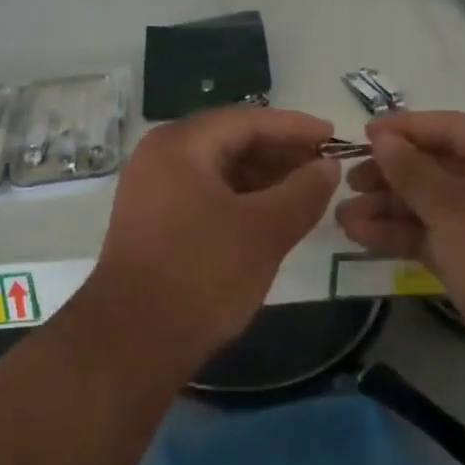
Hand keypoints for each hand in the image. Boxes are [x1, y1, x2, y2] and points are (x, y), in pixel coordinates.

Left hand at [91, 106, 337, 365]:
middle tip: (324, 166)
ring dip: (263, 177)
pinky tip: (270, 215)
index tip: (334, 137)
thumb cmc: (201, 275)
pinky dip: (241, 198)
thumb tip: (327, 167)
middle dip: (280, 152)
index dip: (295, 128)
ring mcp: (152, 190)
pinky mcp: (153, 222)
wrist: (131, 344)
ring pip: (218, 169)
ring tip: (305, 191)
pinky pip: (205, 194)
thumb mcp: (264, 231)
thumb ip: (303, 192)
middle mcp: (160, 157)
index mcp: (181, 144)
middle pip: (231, 140)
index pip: (248, 120)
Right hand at [334, 111, 464, 369]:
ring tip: (342, 216)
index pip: (449, 128)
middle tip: (349, 182)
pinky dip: (397, 234)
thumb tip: (382, 137)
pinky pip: (429, 236)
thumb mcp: (454, 207)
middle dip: (389, 173)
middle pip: (434, 166)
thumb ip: (412, 170)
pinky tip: (359, 236)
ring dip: (386, 208)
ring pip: (427, 205)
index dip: (405, 129)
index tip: (362, 136)